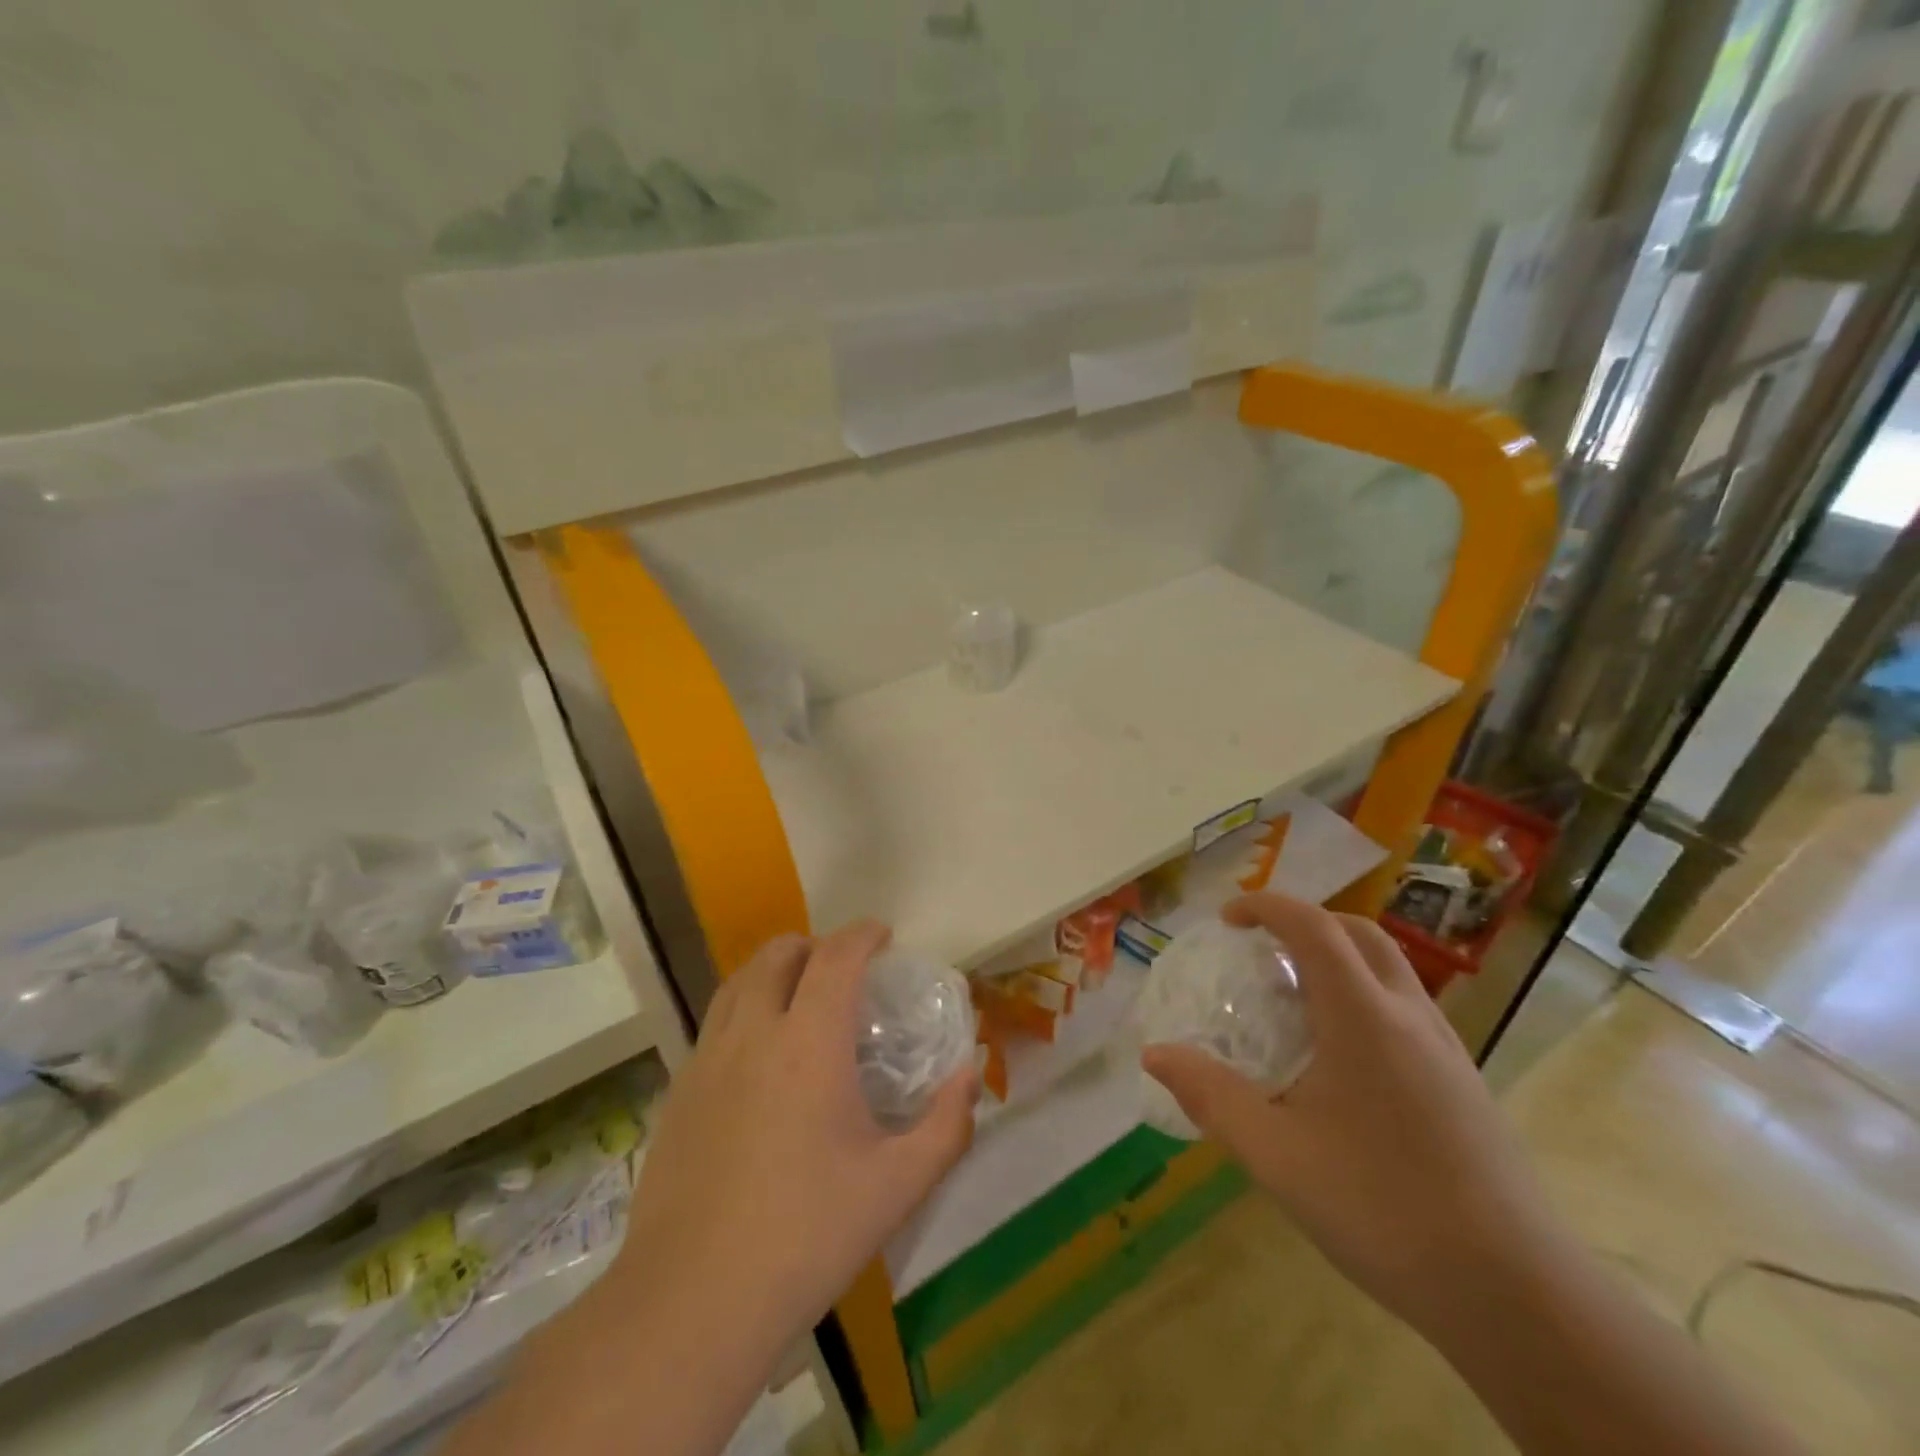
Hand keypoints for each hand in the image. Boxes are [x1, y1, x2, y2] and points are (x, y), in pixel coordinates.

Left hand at [617, 922, 976, 1346]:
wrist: (692, 1300)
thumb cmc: (807, 1234)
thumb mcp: (898, 1185)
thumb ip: (946, 1124)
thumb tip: (971, 1074)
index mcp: (808, 1042)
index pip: (836, 956)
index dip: (862, 934)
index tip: (884, 935)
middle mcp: (753, 1032)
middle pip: (778, 954)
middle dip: (815, 944)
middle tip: (843, 968)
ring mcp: (707, 1059)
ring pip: (738, 982)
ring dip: (774, 969)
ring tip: (799, 994)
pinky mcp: (679, 1091)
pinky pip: (716, 1022)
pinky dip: (745, 1008)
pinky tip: (759, 1055)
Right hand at [1142, 894, 1558, 1333]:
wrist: (1516, 1294)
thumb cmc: (1382, 1209)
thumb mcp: (1276, 1154)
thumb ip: (1211, 1096)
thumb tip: (1155, 1053)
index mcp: (1363, 1017)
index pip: (1313, 927)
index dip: (1266, 906)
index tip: (1227, 918)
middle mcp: (1409, 1016)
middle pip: (1359, 933)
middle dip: (1305, 922)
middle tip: (1261, 946)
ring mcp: (1446, 1048)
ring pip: (1389, 969)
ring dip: (1338, 957)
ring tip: (1294, 996)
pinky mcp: (1464, 1081)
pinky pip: (1406, 1007)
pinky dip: (1363, 995)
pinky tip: (1341, 1056)